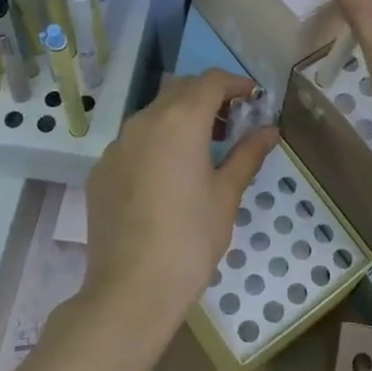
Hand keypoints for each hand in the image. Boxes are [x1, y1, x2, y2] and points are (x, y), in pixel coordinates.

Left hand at [80, 69, 277, 329]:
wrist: (130, 289)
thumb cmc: (191, 238)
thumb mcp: (227, 194)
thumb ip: (247, 154)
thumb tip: (270, 130)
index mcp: (180, 120)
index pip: (210, 81)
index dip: (235, 83)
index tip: (252, 98)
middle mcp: (144, 120)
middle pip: (180, 90)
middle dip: (208, 97)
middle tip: (231, 123)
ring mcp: (117, 145)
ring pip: (153, 114)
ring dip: (180, 118)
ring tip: (202, 149)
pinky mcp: (101, 169)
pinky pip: (133, 142)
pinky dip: (156, 143)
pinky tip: (167, 177)